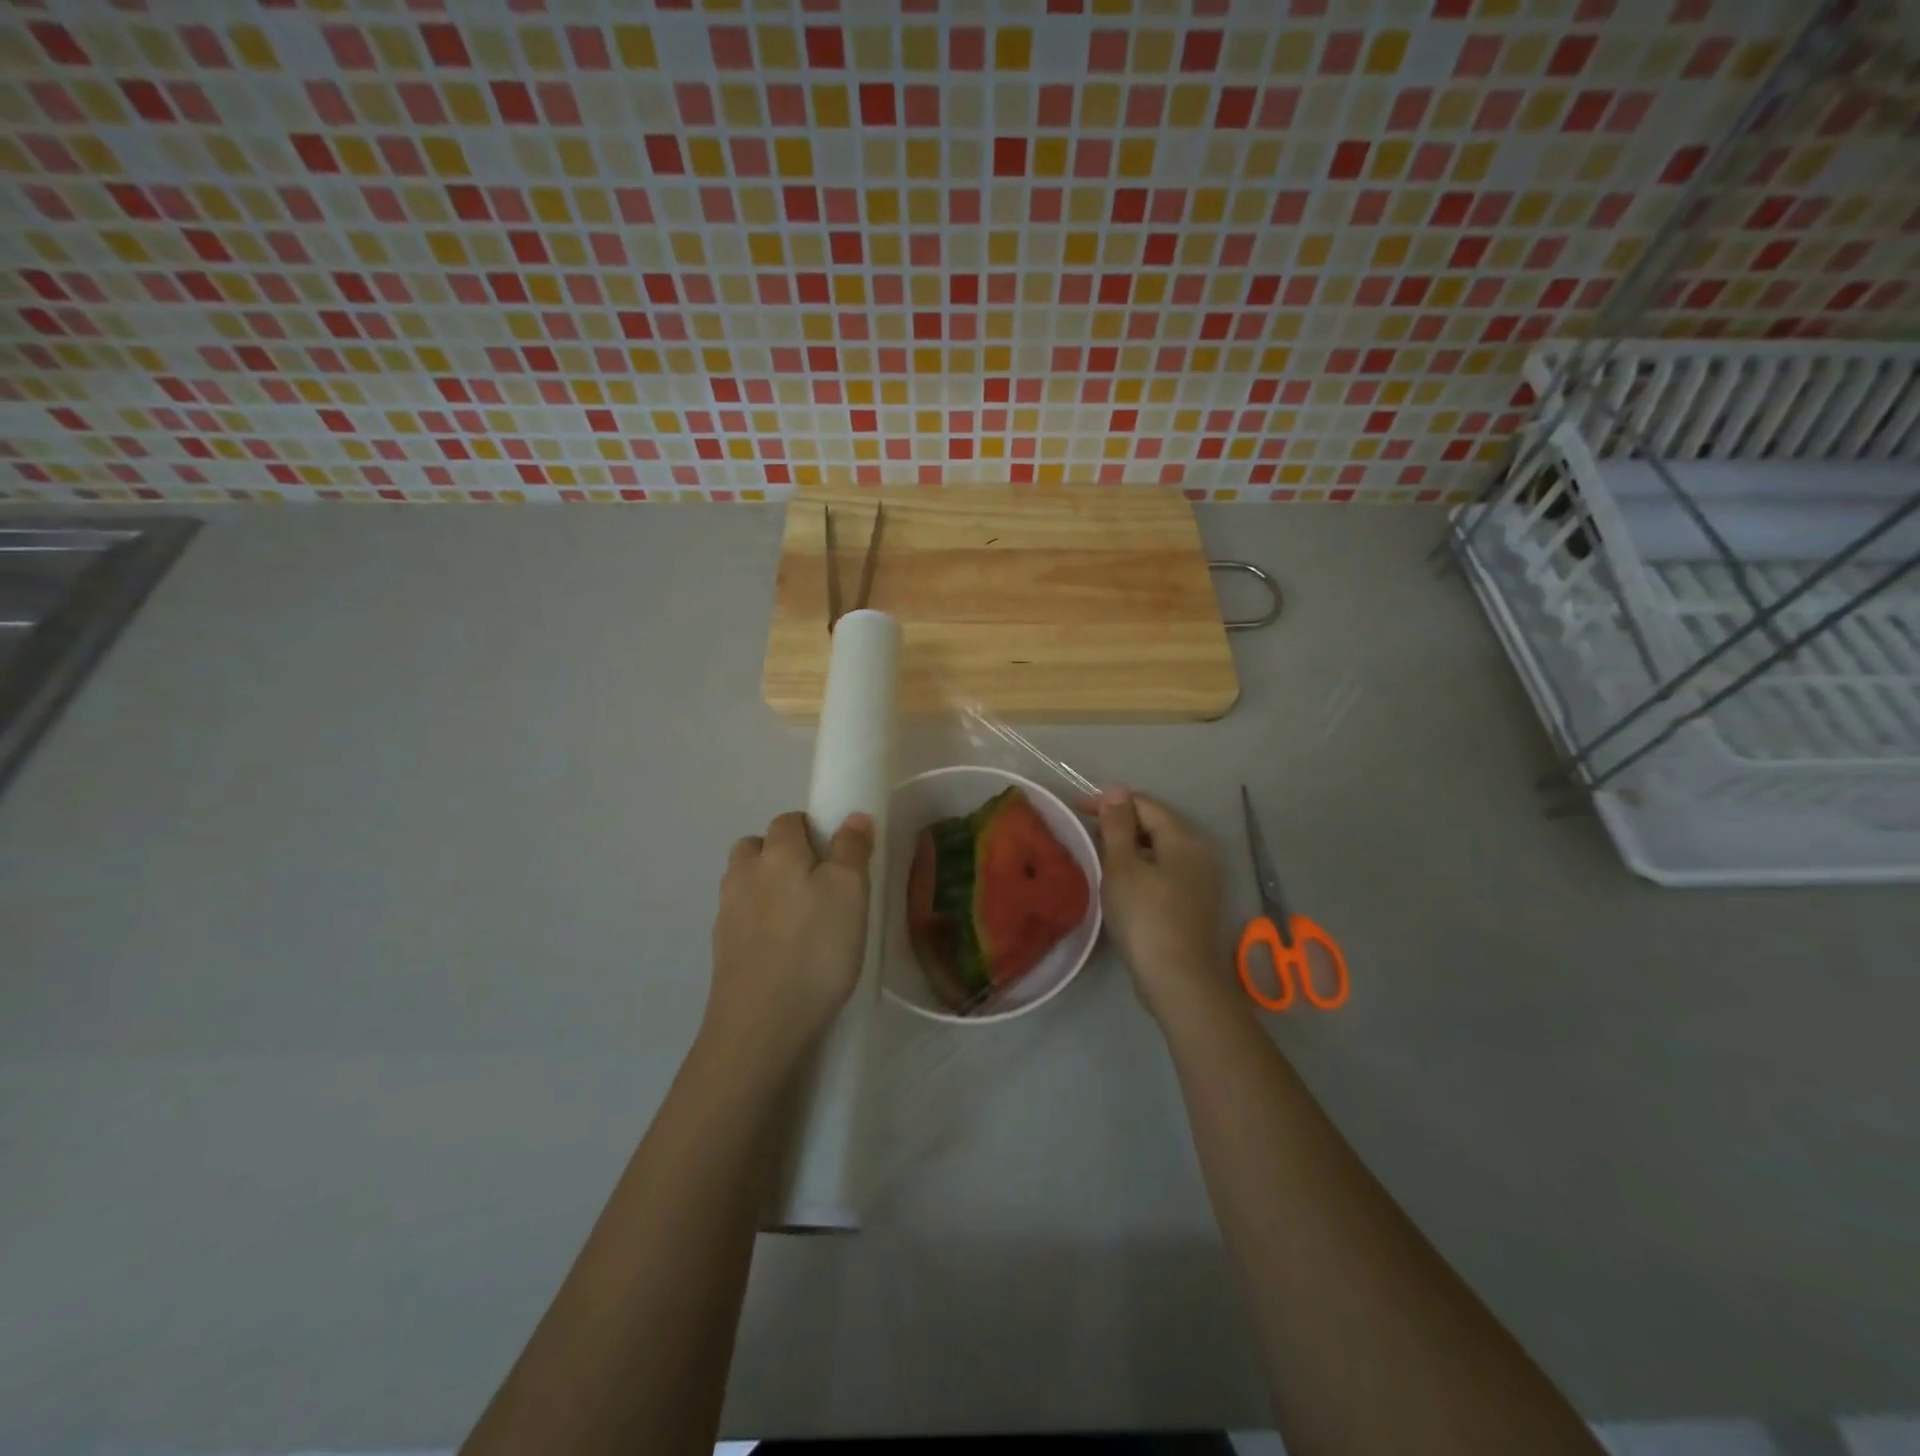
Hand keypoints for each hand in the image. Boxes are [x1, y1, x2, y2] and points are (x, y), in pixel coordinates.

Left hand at [706, 810, 875, 1068]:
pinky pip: (741, 919)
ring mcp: (726, 913)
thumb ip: (852, 849)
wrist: (762, 1024)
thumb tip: (853, 816)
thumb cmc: (816, 948)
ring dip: (767, 887)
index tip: (836, 855)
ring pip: (745, 882)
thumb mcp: (850, 891)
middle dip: (781, 854)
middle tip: (817, 883)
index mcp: (776, 852)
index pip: (788, 821)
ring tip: (801, 918)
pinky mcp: (721, 950)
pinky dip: (759, 923)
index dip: (812, 830)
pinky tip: (783, 949)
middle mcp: (743, 874)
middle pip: (756, 847)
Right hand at [1096, 789, 1231, 1022]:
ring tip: (1096, 855)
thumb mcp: (1122, 867)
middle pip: (1154, 824)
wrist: (1179, 982)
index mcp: (1183, 837)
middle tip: (1083, 833)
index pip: (1143, 803)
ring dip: (1128, 847)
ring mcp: (1200, 878)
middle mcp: (1198, 851)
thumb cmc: (1146, 918)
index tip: (1074, 808)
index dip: (1108, 802)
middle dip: (1118, 823)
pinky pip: (1163, 871)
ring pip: (1158, 849)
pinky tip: (1119, 882)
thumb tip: (1116, 790)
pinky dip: (1140, 868)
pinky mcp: (1194, 901)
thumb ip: (1117, 826)